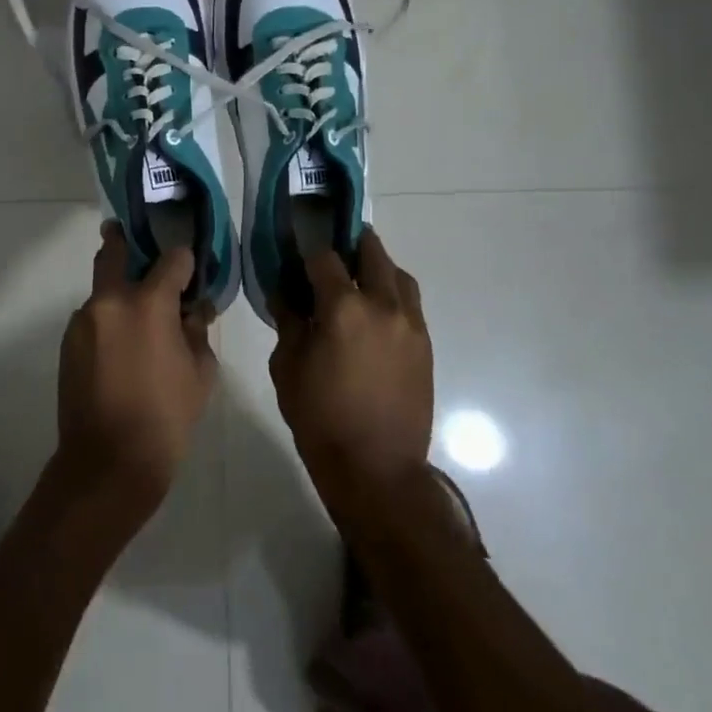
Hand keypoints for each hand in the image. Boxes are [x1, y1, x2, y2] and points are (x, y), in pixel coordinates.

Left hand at [56, 222, 217, 520]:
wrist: (108, 462)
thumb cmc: (166, 417)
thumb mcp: (201, 373)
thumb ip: (197, 331)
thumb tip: (194, 310)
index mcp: (148, 304)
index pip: (172, 260)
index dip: (185, 261)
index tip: (190, 271)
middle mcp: (109, 302)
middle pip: (113, 252)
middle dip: (124, 240)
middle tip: (134, 237)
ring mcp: (82, 321)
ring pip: (101, 289)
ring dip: (118, 293)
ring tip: (137, 320)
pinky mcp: (67, 343)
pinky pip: (92, 319)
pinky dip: (107, 322)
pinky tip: (121, 349)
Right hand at [270, 230, 433, 507]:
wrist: (376, 467)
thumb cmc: (320, 418)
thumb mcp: (288, 367)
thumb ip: (288, 322)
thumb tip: (286, 294)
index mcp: (343, 308)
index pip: (324, 259)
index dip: (308, 250)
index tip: (297, 249)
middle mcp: (382, 305)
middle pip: (372, 253)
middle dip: (351, 244)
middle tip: (334, 247)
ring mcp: (410, 324)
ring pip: (398, 275)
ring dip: (378, 266)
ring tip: (360, 276)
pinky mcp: (425, 344)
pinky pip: (410, 303)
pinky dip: (393, 294)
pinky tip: (376, 311)